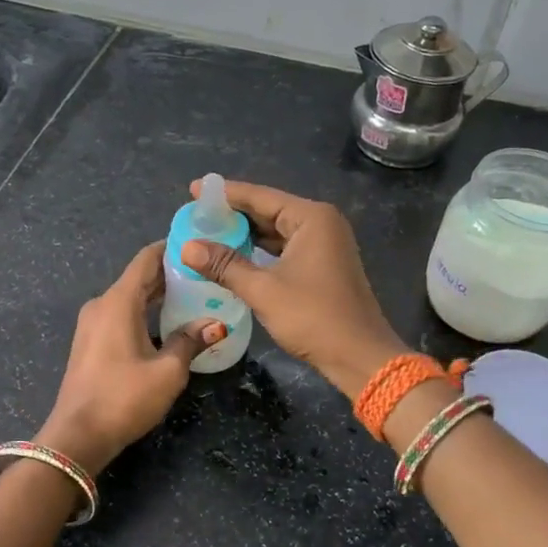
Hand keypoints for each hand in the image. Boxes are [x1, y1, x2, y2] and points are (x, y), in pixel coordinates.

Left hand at [36, 242, 224, 474]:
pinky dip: (143, 311)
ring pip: (129, 297)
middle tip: (206, 273)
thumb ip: (190, 341)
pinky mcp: (90, 342)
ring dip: (157, 295)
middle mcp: (102, 304)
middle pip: (139, 277)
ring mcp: (91, 324)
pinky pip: (120, 314)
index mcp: (118, 302)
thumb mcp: (167, 372)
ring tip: (193, 295)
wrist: (77, 437)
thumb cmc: (124, 398)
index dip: (171, 247)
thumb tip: (216, 324)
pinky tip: (166, 323)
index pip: (146, 259)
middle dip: (170, 273)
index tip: (198, 243)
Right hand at [180, 179, 405, 399]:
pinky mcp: (324, 265)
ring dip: (246, 233)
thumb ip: (225, 265)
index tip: (194, 190)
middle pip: (269, 210)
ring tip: (209, 233)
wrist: (360, 356)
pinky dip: (261, 250)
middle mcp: (321, 223)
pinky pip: (286, 247)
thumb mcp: (263, 290)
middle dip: (233, 214)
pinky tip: (236, 256)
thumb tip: (187, 247)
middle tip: (196, 214)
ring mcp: (326, 244)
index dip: (225, 194)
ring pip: (277, 230)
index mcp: (311, 218)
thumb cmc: (313, 317)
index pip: (260, 196)